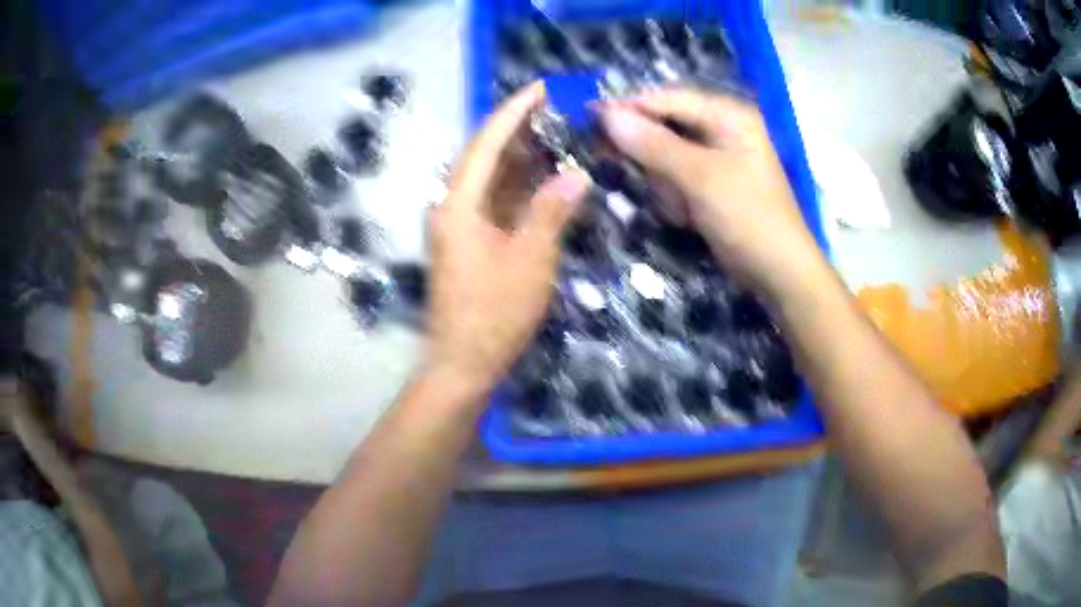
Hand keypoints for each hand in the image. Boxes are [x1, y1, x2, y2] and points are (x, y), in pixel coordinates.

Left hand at [425, 82, 589, 397]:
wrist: (463, 364)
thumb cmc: (494, 314)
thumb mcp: (530, 259)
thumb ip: (551, 211)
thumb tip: (576, 173)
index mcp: (459, 203)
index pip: (487, 142)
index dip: (514, 112)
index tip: (541, 88)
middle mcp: (453, 205)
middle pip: (484, 154)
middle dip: (518, 128)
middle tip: (556, 109)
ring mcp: (460, 224)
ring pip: (491, 177)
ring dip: (521, 156)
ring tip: (557, 134)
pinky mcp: (470, 241)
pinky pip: (495, 200)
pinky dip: (520, 186)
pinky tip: (545, 178)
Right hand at [599, 88, 825, 297]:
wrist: (779, 273)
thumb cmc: (748, 218)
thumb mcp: (700, 178)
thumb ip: (653, 144)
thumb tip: (606, 115)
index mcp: (728, 114)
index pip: (667, 98)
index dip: (629, 107)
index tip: (590, 119)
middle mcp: (722, 127)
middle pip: (664, 124)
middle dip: (650, 155)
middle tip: (634, 176)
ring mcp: (717, 156)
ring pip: (665, 155)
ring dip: (664, 183)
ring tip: (680, 209)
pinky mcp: (711, 182)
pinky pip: (676, 178)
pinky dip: (674, 197)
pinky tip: (687, 216)